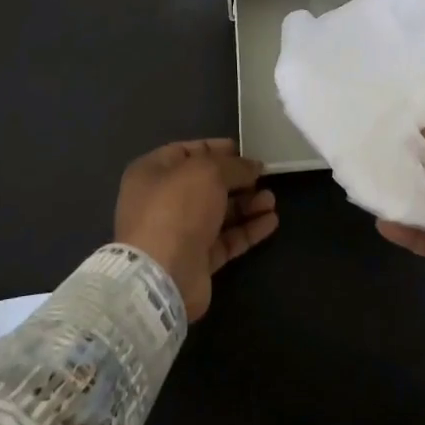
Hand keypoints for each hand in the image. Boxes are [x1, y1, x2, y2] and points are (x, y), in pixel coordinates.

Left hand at [114, 139, 278, 320]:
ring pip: (218, 213)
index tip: (244, 150)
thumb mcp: (208, 171)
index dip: (215, 149)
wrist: (162, 275)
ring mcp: (179, 233)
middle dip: (236, 179)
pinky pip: (226, 239)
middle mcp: (162, 201)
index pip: (185, 152)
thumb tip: (254, 166)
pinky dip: (248, 229)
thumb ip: (234, 165)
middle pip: (205, 184)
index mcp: (152, 173)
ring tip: (271, 200)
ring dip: (246, 204)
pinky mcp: (196, 260)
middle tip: (263, 176)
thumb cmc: (177, 208)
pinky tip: (271, 221)